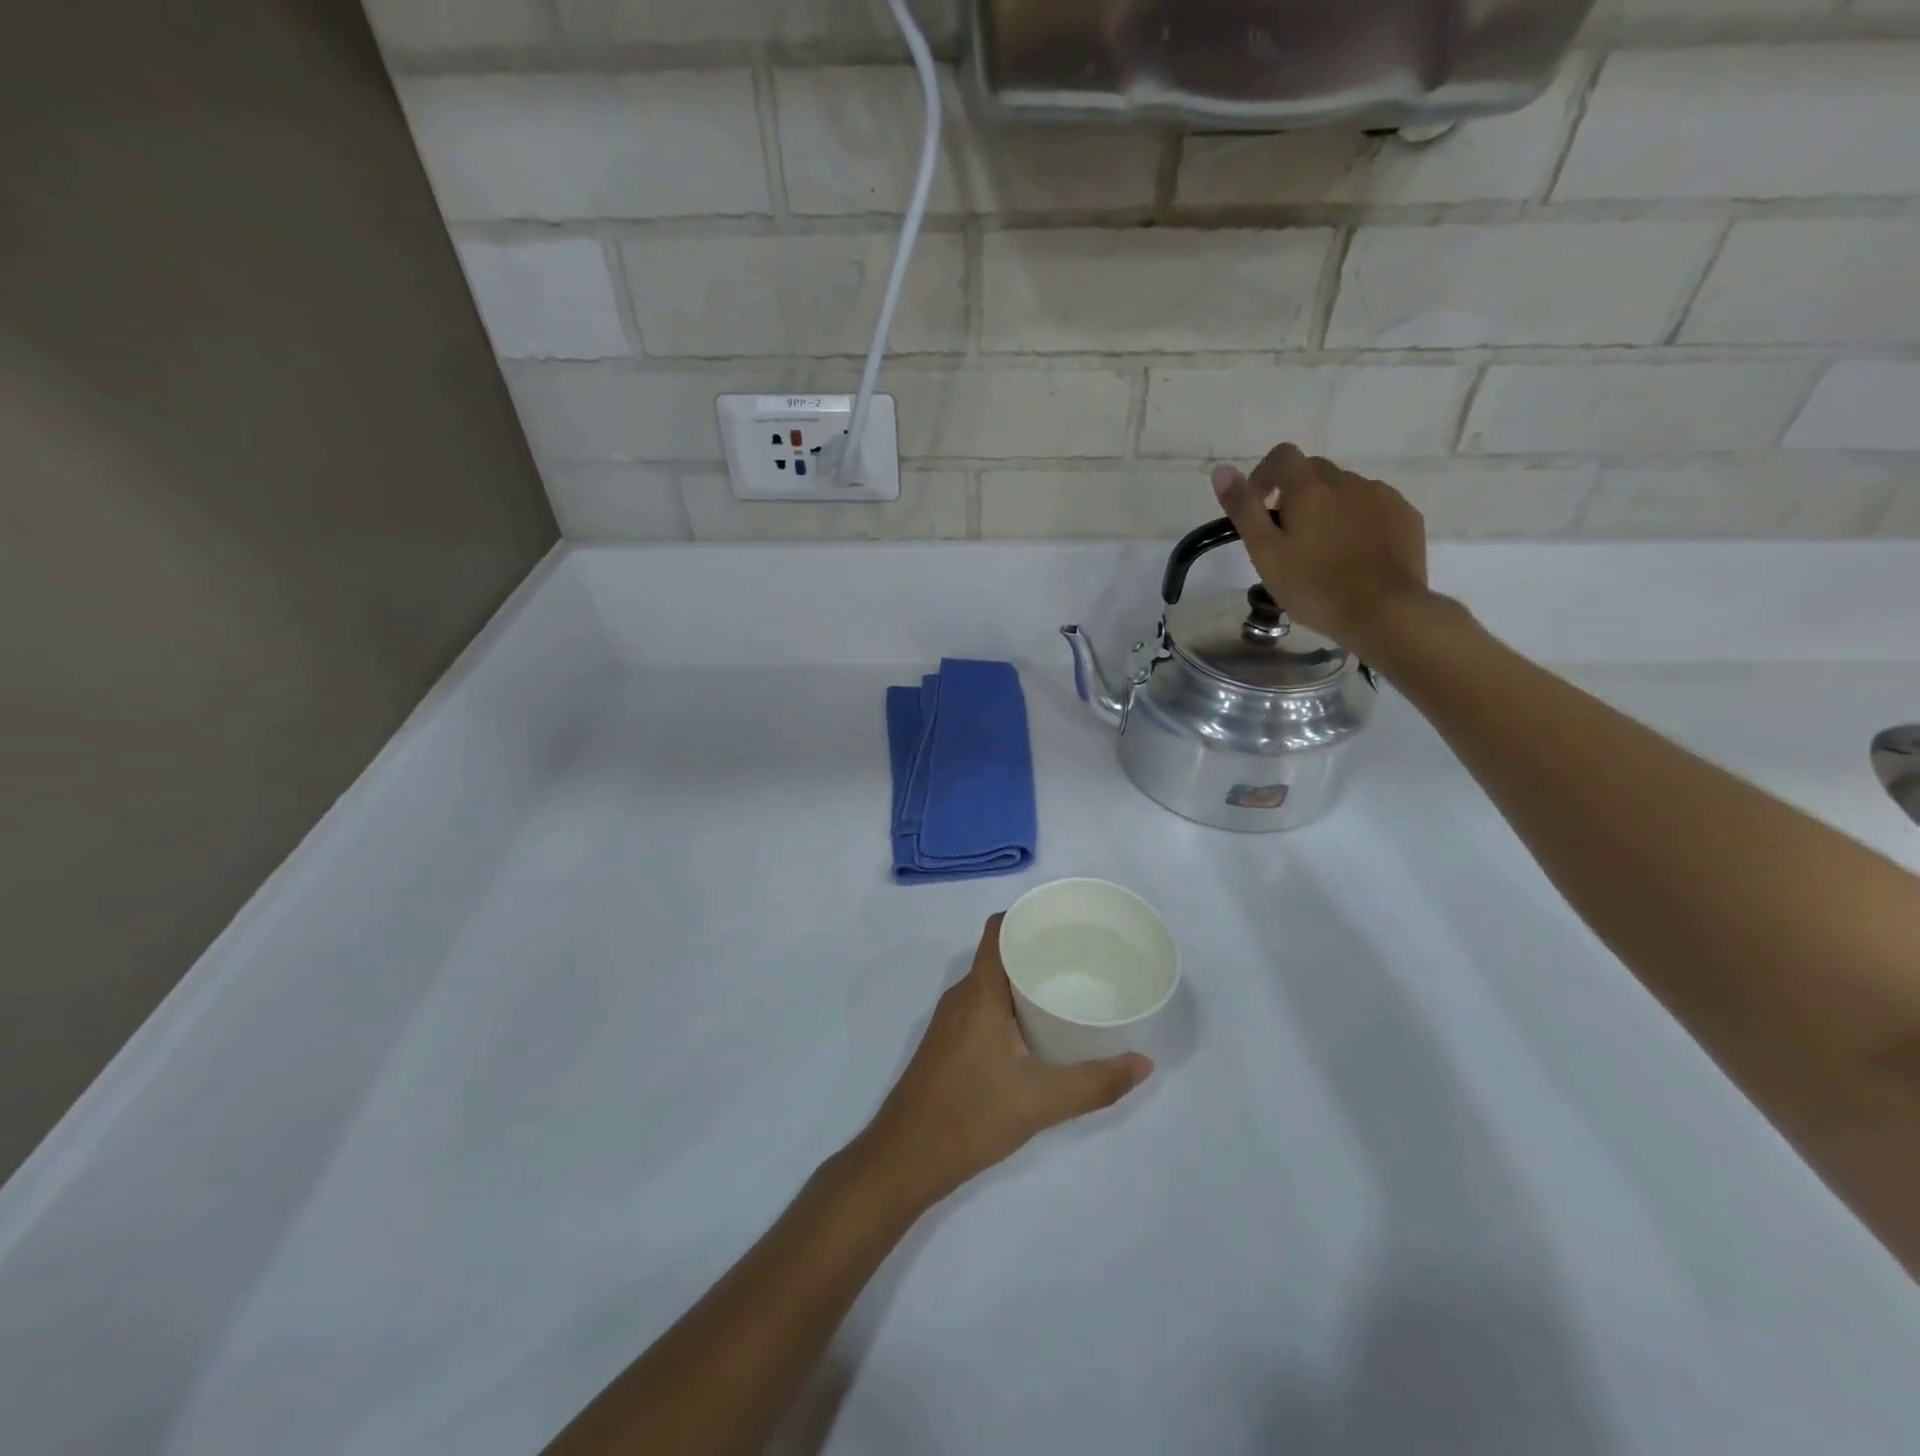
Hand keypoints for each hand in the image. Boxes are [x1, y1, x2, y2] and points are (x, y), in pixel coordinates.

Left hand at [855, 915, 1151, 1209]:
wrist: (905, 1159)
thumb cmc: (970, 1115)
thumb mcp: (1041, 1101)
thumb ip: (1095, 1083)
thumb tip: (1144, 1063)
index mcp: (980, 991)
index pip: (999, 928)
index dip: (1029, 916)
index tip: (1068, 922)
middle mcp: (962, 996)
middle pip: (1000, 953)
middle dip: (1039, 949)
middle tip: (1084, 957)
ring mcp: (952, 1021)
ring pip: (992, 983)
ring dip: (1026, 980)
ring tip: (1069, 987)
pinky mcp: (949, 1043)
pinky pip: (984, 1006)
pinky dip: (1012, 1005)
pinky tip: (1039, 1028)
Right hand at [1210, 444, 1432, 654]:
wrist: (1383, 611)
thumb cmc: (1313, 586)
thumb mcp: (1265, 552)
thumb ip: (1243, 509)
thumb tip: (1221, 470)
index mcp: (1309, 488)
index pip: (1282, 456)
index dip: (1265, 475)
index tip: (1260, 506)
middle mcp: (1347, 481)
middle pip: (1315, 471)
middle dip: (1296, 493)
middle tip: (1288, 536)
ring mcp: (1382, 496)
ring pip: (1346, 489)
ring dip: (1329, 507)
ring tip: (1324, 549)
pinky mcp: (1405, 516)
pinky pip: (1374, 506)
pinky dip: (1358, 519)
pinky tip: (1355, 554)